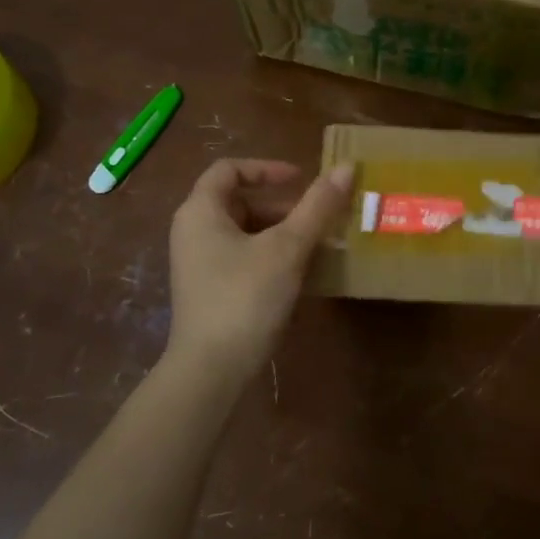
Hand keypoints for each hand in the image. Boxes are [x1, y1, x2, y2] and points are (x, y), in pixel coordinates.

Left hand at [165, 158, 353, 382]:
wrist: (211, 371)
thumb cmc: (245, 297)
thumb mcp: (287, 247)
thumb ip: (317, 206)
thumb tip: (346, 167)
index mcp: (200, 211)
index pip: (229, 169)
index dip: (267, 168)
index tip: (301, 179)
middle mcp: (193, 232)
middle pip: (240, 201)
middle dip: (284, 206)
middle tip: (320, 218)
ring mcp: (200, 264)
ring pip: (246, 232)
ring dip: (283, 233)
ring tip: (320, 246)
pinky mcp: (210, 291)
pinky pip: (244, 258)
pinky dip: (273, 257)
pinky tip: (303, 274)